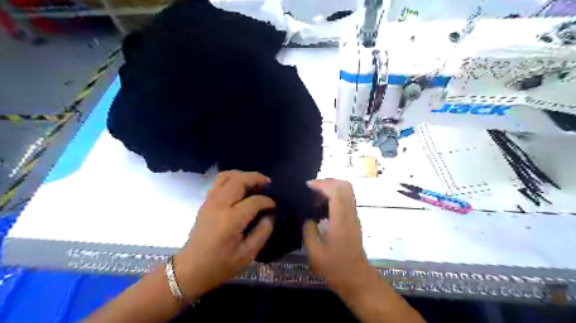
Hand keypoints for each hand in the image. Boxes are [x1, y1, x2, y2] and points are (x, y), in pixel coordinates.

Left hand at [174, 172, 274, 299]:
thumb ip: (262, 233)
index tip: (274, 206)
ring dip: (243, 175)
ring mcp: (210, 201)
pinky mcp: (205, 202)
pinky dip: (232, 178)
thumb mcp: (247, 255)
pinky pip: (219, 181)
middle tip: (268, 183)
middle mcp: (219, 205)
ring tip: (255, 181)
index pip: (254, 201)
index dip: (267, 201)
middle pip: (239, 180)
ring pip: (227, 176)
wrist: (190, 269)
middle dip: (256, 178)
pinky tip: (241, 185)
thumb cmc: (220, 265)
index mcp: (231, 219)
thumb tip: (270, 216)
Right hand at [303, 179, 375, 297]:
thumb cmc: (335, 268)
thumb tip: (305, 217)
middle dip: (327, 182)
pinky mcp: (353, 220)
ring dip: (330, 189)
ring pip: (346, 191)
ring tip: (314, 198)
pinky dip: (333, 197)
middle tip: (311, 189)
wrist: (357, 279)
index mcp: (341, 220)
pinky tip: (321, 207)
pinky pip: (345, 200)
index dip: (321, 184)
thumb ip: (308, 230)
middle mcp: (350, 214)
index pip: (336, 190)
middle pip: (345, 185)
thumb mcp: (315, 251)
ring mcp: (354, 216)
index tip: (307, 186)